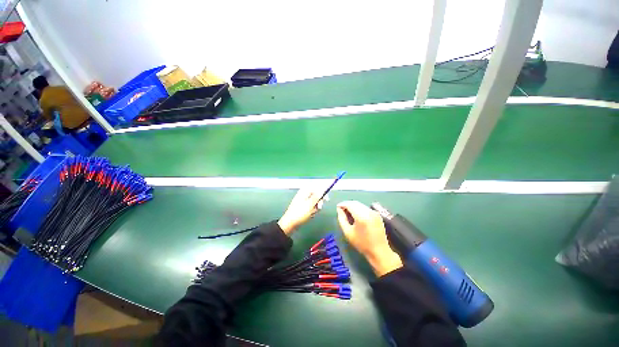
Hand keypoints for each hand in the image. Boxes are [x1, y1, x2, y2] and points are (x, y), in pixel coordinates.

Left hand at [278, 186, 327, 234]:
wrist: (290, 223)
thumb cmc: (300, 213)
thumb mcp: (310, 204)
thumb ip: (317, 196)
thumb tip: (322, 189)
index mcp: (305, 191)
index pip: (316, 188)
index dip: (322, 193)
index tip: (326, 199)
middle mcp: (304, 195)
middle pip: (316, 195)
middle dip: (319, 202)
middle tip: (319, 207)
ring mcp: (303, 201)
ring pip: (315, 202)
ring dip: (315, 208)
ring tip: (312, 213)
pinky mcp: (303, 207)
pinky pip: (311, 207)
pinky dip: (312, 211)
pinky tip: (310, 215)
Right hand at [336, 201, 402, 276]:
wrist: (379, 251)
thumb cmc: (362, 243)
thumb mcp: (348, 232)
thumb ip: (342, 219)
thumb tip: (339, 209)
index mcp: (361, 216)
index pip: (350, 204)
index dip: (342, 204)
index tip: (337, 207)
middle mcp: (369, 211)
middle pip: (355, 203)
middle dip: (347, 204)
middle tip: (341, 209)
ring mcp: (374, 212)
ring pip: (360, 205)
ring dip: (353, 206)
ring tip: (347, 212)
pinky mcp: (377, 214)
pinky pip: (365, 208)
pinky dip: (359, 209)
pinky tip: (356, 214)